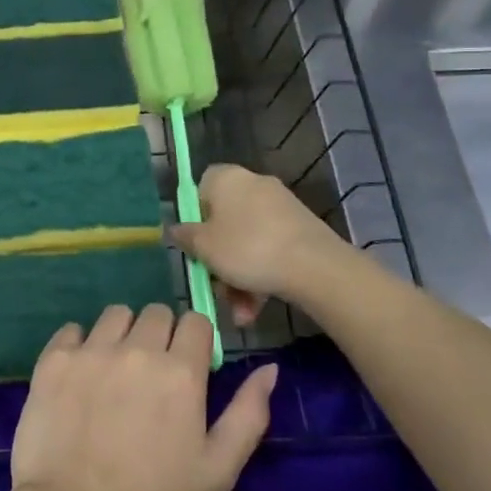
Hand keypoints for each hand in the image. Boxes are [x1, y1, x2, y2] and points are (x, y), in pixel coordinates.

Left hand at [8, 304, 277, 490]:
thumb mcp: (217, 469)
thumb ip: (248, 414)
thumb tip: (269, 369)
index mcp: (181, 372)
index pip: (196, 321)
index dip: (195, 341)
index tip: (187, 366)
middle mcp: (138, 349)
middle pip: (157, 312)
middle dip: (160, 335)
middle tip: (150, 373)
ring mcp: (92, 350)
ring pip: (116, 314)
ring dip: (122, 334)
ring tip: (114, 370)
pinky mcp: (55, 358)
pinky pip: (73, 329)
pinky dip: (80, 344)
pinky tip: (80, 375)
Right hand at [171, 164, 348, 318]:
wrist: (314, 266)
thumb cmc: (248, 249)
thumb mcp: (204, 247)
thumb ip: (185, 236)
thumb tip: (175, 229)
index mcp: (227, 178)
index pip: (201, 187)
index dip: (194, 217)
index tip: (194, 244)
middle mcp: (254, 185)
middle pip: (224, 222)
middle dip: (218, 260)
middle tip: (215, 286)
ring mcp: (280, 207)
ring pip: (247, 243)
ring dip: (238, 278)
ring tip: (240, 312)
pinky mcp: (300, 229)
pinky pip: (269, 250)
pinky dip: (260, 276)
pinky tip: (256, 309)